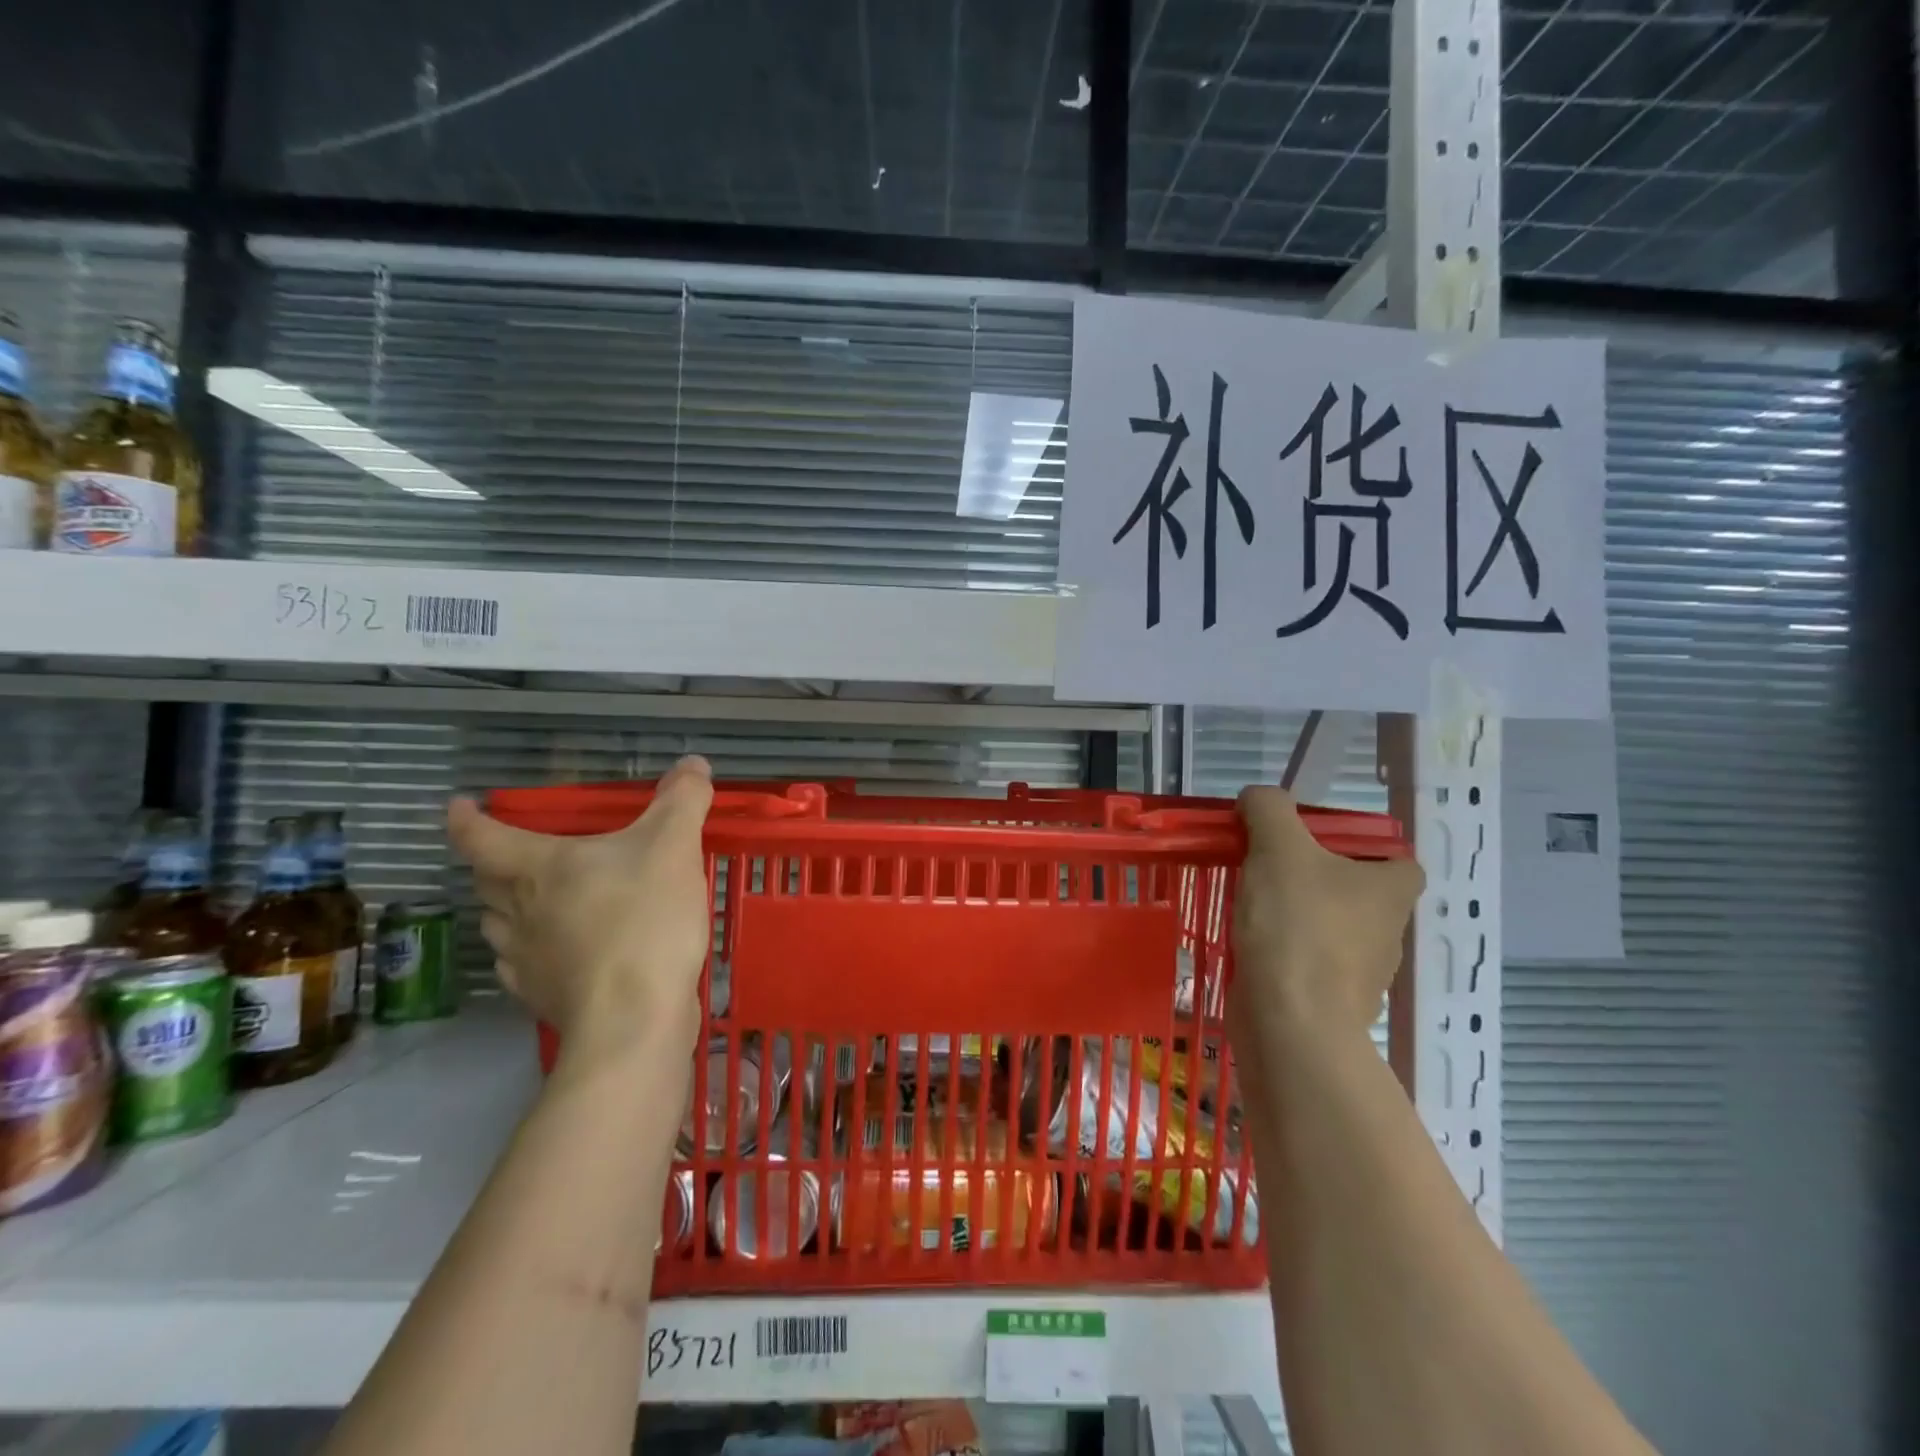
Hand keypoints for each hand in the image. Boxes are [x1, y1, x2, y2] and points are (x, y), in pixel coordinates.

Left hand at [447, 756, 714, 1052]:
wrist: (634, 1018)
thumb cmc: (645, 919)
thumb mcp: (674, 846)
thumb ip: (683, 800)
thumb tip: (692, 764)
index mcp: (538, 869)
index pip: (480, 837)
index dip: (466, 819)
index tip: (460, 806)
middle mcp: (518, 912)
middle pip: (486, 882)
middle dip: (493, 863)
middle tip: (516, 852)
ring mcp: (525, 961)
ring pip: (500, 926)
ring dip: (509, 908)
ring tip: (538, 902)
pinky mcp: (542, 998)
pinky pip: (522, 967)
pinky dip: (532, 951)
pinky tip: (560, 953)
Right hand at [1230, 786, 1423, 1041]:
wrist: (1289, 1020)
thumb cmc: (1296, 924)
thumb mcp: (1278, 846)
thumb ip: (1269, 809)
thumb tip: (1258, 798)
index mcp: (1393, 889)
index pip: (1396, 857)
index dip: (1360, 846)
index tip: (1313, 844)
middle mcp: (1389, 931)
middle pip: (1355, 890)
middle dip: (1314, 878)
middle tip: (1267, 867)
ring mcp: (1364, 972)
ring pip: (1330, 927)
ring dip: (1295, 916)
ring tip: (1250, 905)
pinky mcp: (1332, 1001)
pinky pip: (1309, 961)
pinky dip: (1284, 951)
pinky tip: (1250, 943)